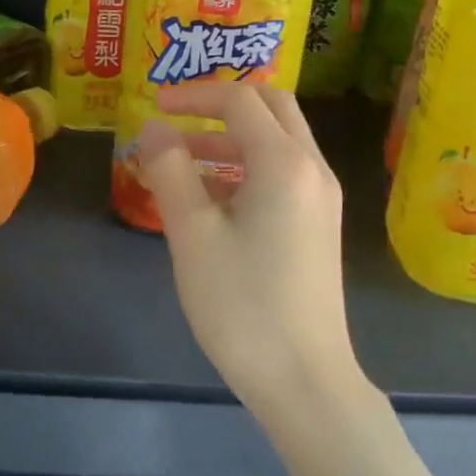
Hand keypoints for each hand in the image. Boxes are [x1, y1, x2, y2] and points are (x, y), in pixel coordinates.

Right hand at [137, 82, 361, 414]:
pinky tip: (211, 196)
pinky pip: (283, 172)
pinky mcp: (319, 225)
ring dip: (231, 136)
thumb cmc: (242, 304)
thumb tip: (155, 127)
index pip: (240, 99)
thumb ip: (170, 170)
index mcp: (284, 162)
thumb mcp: (192, 233)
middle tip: (177, 116)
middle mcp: (312, 169)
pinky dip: (247, 165)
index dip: (194, 95)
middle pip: (271, 107)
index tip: (154, 106)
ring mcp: (321, 198)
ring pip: (278, 140)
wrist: (305, 381)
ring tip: (180, 160)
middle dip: (221, 103)